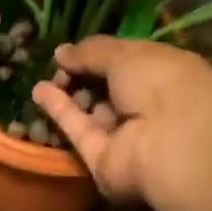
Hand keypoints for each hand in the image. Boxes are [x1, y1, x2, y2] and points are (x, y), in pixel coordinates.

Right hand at [31, 37, 211, 210]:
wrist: (172, 141)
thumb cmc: (162, 83)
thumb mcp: (126, 54)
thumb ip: (92, 51)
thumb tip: (61, 52)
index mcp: (164, 74)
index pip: (128, 62)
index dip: (100, 55)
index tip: (72, 51)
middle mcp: (147, 106)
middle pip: (108, 89)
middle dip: (82, 76)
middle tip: (58, 66)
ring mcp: (125, 135)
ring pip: (92, 112)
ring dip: (68, 94)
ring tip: (44, 79)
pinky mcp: (104, 159)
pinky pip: (80, 131)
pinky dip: (59, 111)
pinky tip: (38, 91)